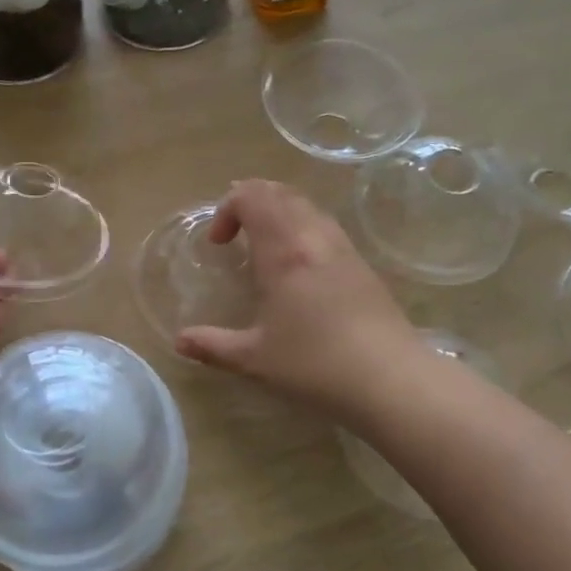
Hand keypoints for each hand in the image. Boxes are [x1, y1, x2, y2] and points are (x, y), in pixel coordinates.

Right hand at [173, 179, 422, 419]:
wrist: (391, 378)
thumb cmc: (315, 364)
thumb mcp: (255, 359)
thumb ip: (213, 346)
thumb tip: (179, 342)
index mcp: (284, 250)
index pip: (252, 197)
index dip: (227, 209)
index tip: (218, 244)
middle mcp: (313, 236)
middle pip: (279, 192)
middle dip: (250, 202)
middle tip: (234, 233)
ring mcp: (342, 247)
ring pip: (306, 204)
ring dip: (278, 211)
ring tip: (263, 244)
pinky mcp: (362, 263)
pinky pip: (325, 224)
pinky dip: (301, 226)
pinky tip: (298, 266)